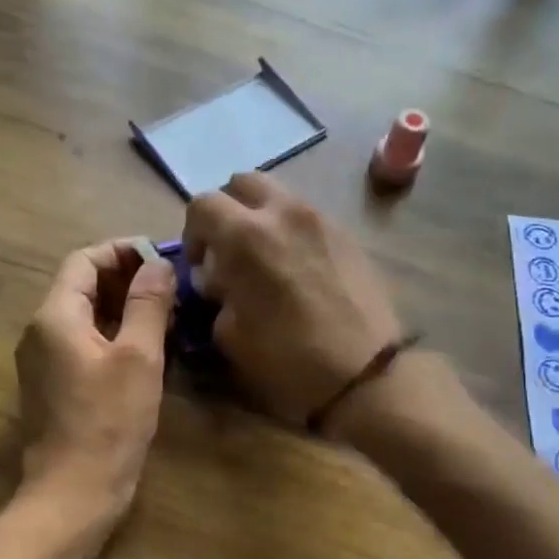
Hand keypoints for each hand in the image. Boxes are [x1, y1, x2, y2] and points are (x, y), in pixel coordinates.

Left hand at [15, 239, 175, 532]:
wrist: (73, 494)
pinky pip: (82, 343)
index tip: (162, 259)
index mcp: (54, 316)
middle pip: (82, 286)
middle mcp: (40, 332)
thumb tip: (158, 264)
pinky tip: (146, 349)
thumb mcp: (138, 357)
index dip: (122, 252)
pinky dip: (113, 335)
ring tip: (166, 315)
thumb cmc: (109, 422)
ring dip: (123, 308)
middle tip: (171, 288)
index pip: (84, 260)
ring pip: (84, 316)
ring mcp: (43, 361)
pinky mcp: (53, 386)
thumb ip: (148, 304)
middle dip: (126, 280)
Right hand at [182, 173, 404, 426]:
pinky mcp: (348, 235)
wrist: (366, 375)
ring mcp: (321, 220)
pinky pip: (308, 218)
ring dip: (262, 218)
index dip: (192, 232)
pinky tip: (298, 271)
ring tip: (265, 260)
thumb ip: (217, 295)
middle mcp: (283, 213)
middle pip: (242, 183)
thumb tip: (219, 281)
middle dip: (228, 211)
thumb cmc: (288, 359)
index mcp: (246, 235)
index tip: (200, 265)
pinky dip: (292, 232)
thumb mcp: (230, 335)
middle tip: (229, 250)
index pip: (202, 204)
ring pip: (279, 196)